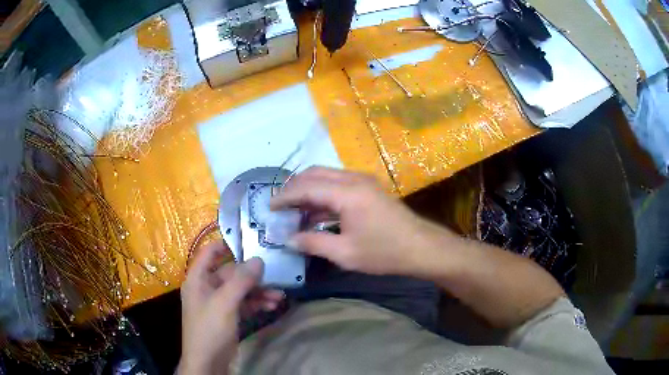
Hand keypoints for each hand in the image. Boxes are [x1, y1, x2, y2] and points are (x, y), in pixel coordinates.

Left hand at [178, 241, 283, 374]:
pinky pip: (243, 304)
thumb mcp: (225, 303)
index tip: (250, 242)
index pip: (210, 252)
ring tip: (279, 296)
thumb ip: (241, 281)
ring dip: (258, 292)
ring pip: (239, 290)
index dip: (227, 244)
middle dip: (253, 277)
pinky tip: (271, 306)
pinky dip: (256, 304)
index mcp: (198, 278)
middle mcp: (207, 287)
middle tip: (275, 276)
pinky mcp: (227, 316)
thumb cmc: (210, 328)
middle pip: (230, 273)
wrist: (208, 362)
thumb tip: (258, 259)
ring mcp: (217, 303)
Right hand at [270, 167, 449, 275]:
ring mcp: (363, 182)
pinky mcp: (368, 189)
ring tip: (294, 212)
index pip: (305, 187)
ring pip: (326, 177)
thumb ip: (313, 242)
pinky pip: (338, 185)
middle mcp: (353, 179)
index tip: (268, 207)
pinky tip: (315, 214)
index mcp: (347, 192)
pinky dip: (322, 195)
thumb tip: (289, 239)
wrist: (421, 248)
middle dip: (293, 188)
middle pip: (314, 174)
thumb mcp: (345, 253)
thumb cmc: (384, 252)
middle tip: (280, 207)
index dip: (284, 197)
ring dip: (308, 191)